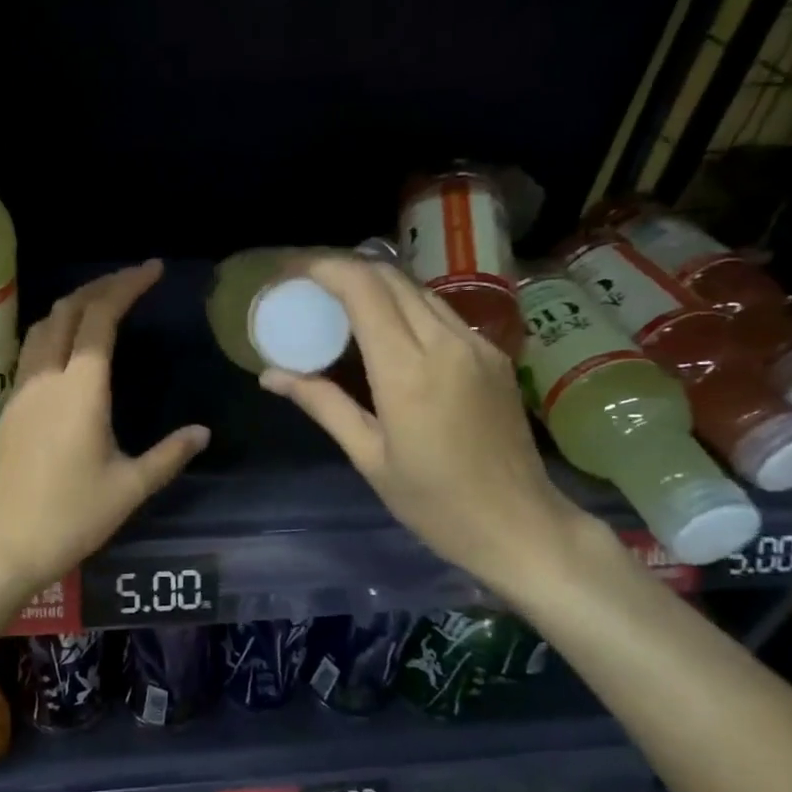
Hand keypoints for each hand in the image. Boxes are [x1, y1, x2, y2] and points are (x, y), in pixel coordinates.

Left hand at [0, 261, 209, 598]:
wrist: (4, 547)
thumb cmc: (72, 517)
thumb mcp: (130, 488)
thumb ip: (169, 454)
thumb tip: (202, 432)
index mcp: (80, 390)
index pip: (100, 318)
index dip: (126, 286)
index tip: (153, 270)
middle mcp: (46, 379)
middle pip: (66, 311)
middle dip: (100, 287)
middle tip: (132, 282)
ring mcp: (21, 392)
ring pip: (41, 327)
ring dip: (72, 306)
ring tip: (102, 305)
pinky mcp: (9, 410)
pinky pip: (30, 352)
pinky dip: (54, 332)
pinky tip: (70, 349)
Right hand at [260, 257, 594, 600]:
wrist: (519, 524)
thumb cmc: (434, 503)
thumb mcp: (368, 456)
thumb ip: (322, 404)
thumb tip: (271, 374)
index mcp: (408, 370)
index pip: (363, 289)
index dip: (323, 267)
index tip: (289, 269)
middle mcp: (446, 342)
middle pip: (390, 276)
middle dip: (343, 267)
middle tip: (305, 282)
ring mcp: (476, 344)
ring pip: (417, 289)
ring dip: (374, 282)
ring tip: (337, 299)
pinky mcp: (493, 353)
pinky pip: (439, 311)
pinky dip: (402, 305)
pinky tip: (382, 327)